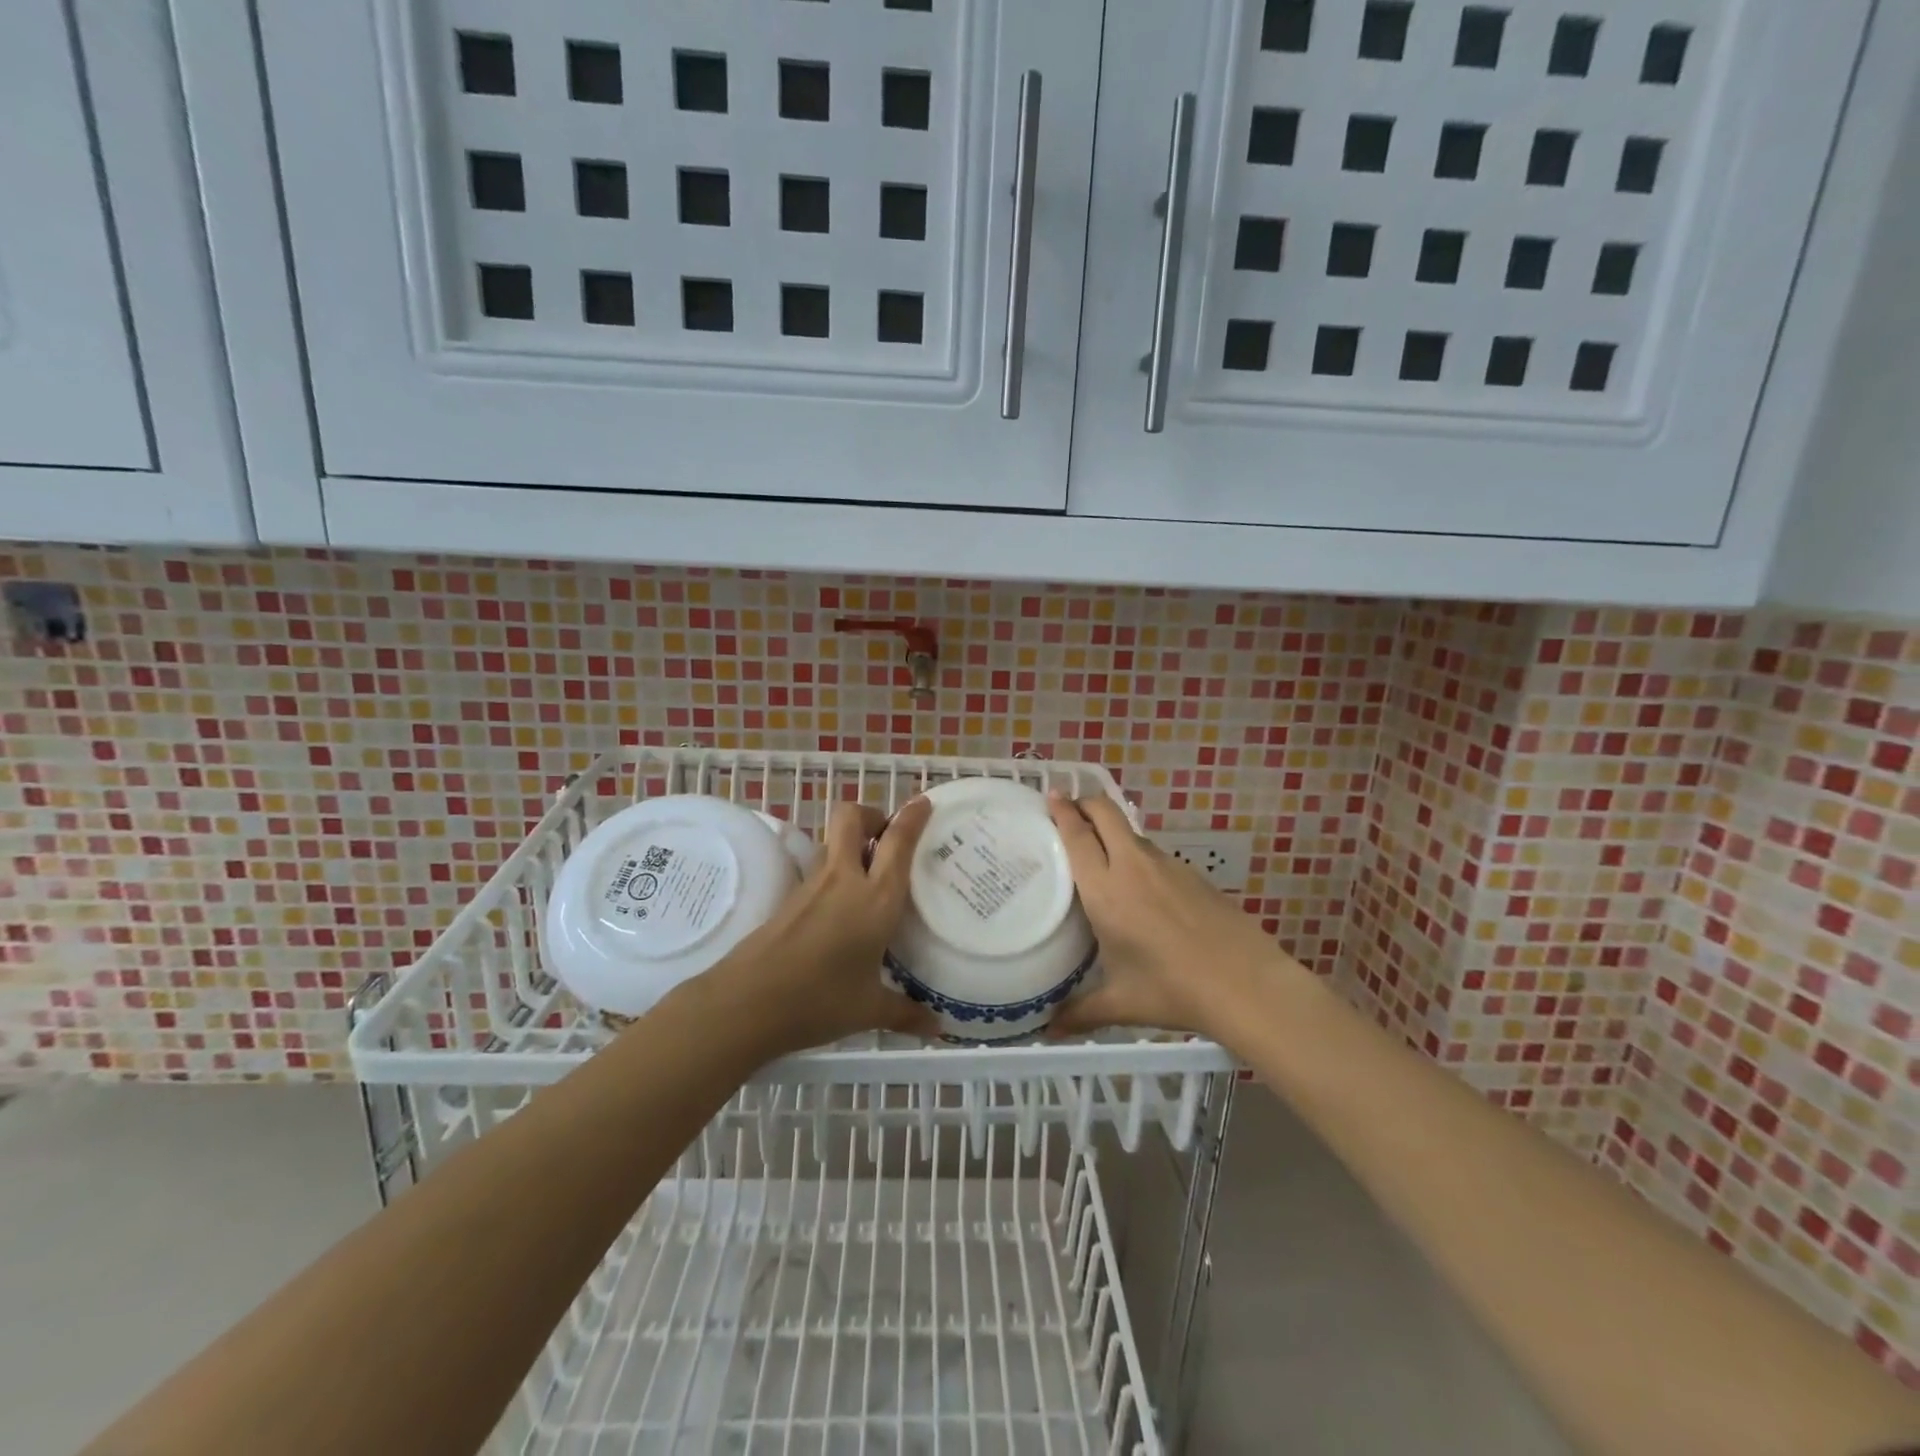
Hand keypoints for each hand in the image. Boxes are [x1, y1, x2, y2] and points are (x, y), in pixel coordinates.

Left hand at [701, 797, 937, 1054]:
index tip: (923, 802)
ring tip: (873, 871)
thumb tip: (938, 1029)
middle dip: (872, 815)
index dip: (912, 817)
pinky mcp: (789, 898)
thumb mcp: (869, 1010)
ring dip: (854, 842)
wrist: (746, 1004)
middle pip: (852, 817)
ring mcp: (812, 887)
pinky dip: (837, 871)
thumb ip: (906, 1014)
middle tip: (889, 837)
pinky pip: (821, 869)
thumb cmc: (818, 1001)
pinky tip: (844, 904)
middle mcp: (844, 880)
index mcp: (875, 899)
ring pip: (834, 842)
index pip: (897, 843)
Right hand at [1046, 793, 1295, 1037]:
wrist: (1246, 983)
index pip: (1078, 835)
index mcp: (1106, 889)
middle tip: (1070, 809)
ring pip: (1131, 832)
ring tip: (1100, 852)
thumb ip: (1080, 1012)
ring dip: (1112, 831)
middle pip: (1106, 813)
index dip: (1062, 810)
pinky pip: (1155, 854)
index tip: (1051, 795)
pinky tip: (1141, 886)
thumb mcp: (1121, 1002)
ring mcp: (1167, 865)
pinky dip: (1138, 855)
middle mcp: (1133, 866)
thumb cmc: (1172, 989)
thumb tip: (1049, 1030)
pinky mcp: (1193, 874)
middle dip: (1086, 803)